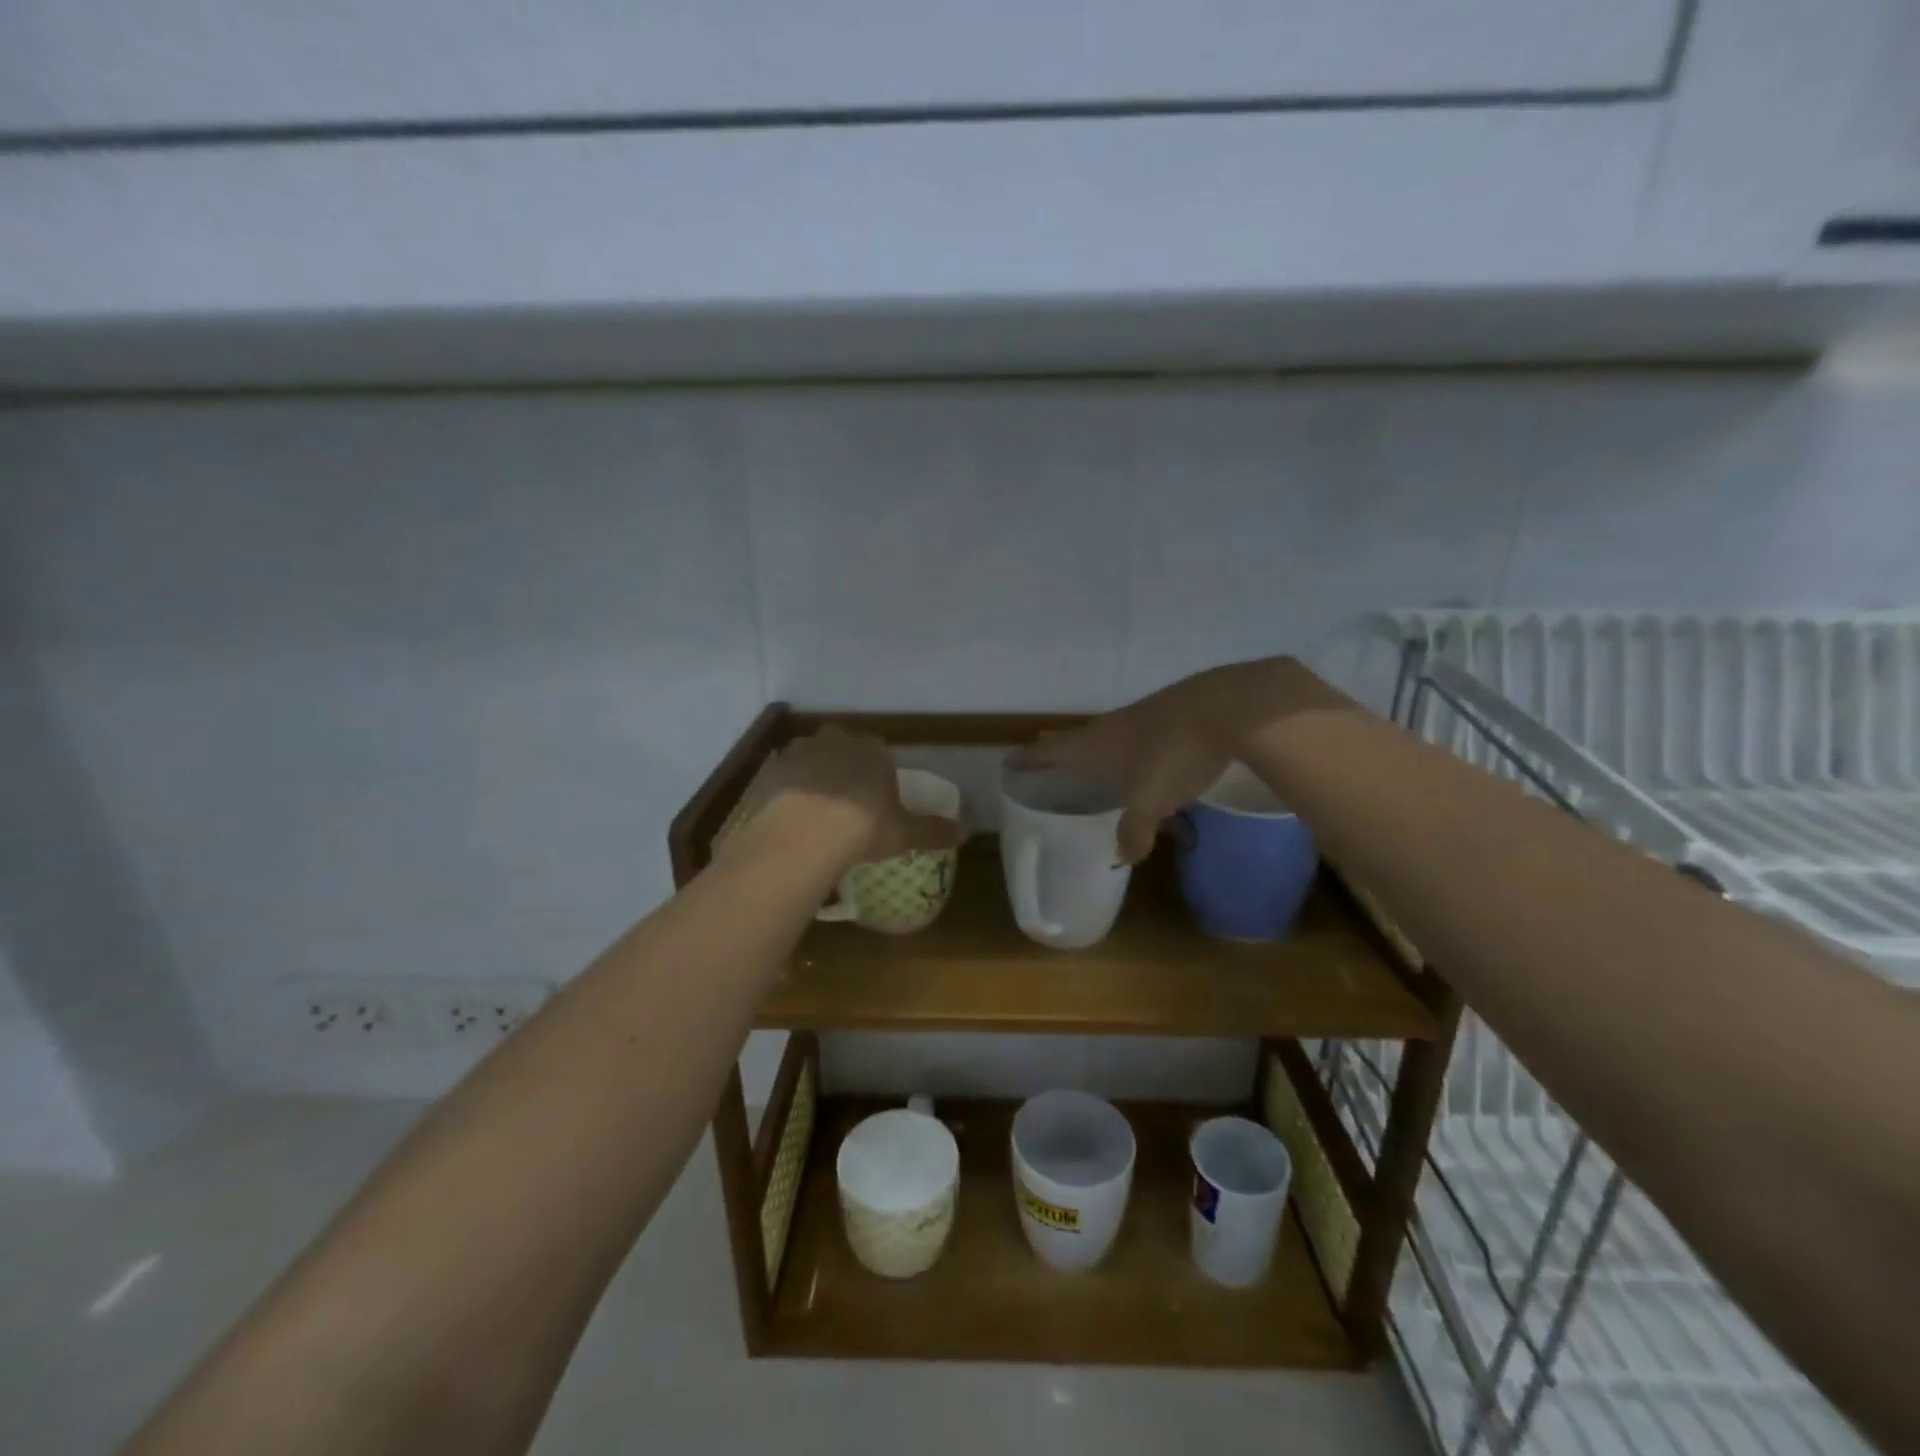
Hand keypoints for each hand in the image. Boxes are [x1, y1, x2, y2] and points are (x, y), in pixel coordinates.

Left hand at [747, 727, 965, 867]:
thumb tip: (964, 832)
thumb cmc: (863, 828)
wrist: (804, 834)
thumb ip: (933, 831)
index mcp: (874, 750)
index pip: (880, 753)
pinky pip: (784, 775)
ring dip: (815, 774)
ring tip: (816, 808)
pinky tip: (791, 814)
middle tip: (846, 799)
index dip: (878, 774)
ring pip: (812, 757)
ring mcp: (801, 751)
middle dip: (845, 765)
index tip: (876, 798)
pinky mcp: (772, 768)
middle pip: (843, 747)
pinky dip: (788, 789)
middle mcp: (838, 741)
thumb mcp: (904, 834)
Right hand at [1018, 657, 1343, 862]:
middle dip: (1059, 747)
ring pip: (1111, 733)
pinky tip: (1146, 752)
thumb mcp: (1151, 800)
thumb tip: (1122, 856)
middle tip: (1042, 751)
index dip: (1032, 758)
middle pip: (1079, 737)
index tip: (1010, 760)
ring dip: (1096, 744)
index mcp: (1099, 743)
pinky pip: (1142, 732)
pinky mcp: (1177, 713)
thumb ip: (1134, 830)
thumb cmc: (1175, 753)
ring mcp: (1148, 715)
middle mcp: (1116, 725)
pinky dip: (1131, 744)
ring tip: (1092, 756)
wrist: (1229, 707)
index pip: (1055, 750)